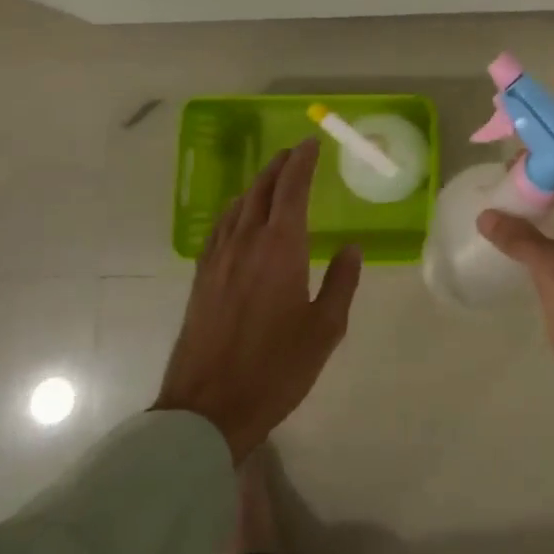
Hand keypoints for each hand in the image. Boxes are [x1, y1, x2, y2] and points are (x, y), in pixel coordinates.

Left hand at [155, 140, 361, 461]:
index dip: (302, 163)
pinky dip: (235, 210)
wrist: (208, 408)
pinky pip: (220, 228)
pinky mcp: (201, 279)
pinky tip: (238, 217)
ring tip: (271, 177)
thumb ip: (341, 283)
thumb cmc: (276, 369)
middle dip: (279, 167)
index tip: (311, 144)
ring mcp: (218, 260)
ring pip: (237, 207)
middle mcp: (246, 243)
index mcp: (280, 249)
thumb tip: (352, 248)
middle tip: (294, 152)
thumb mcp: (325, 329)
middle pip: (261, 191)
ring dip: (257, 185)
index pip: (291, 190)